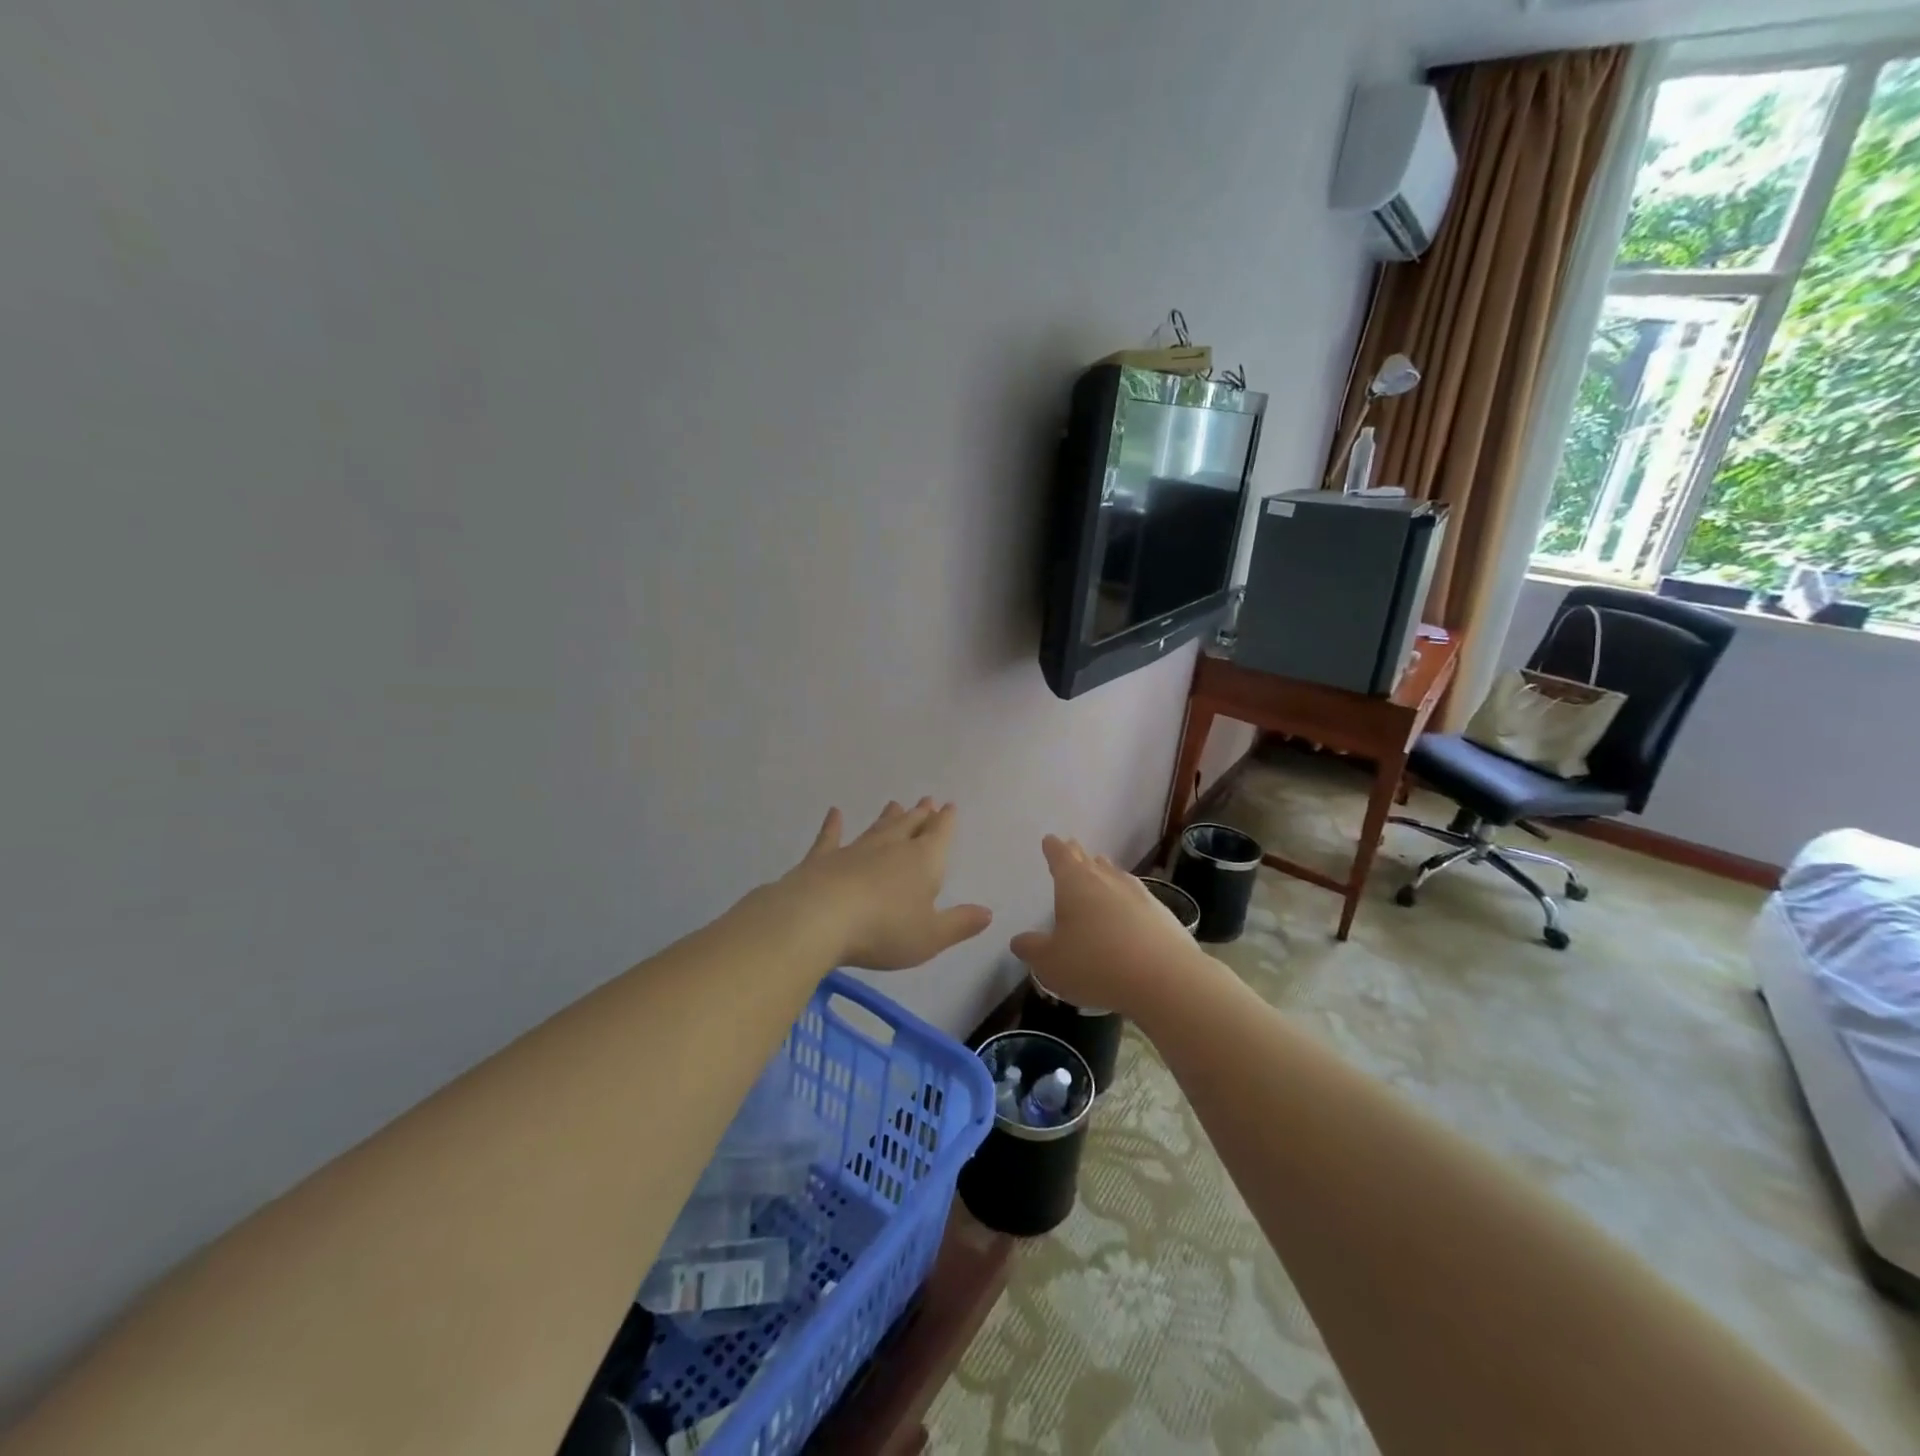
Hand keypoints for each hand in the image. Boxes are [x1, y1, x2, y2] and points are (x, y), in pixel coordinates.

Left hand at [774, 799, 992, 970]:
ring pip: (877, 828)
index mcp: (923, 862)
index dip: (946, 821)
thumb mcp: (930, 936)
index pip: (940, 835)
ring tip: (895, 803)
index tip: (949, 806)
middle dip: (920, 814)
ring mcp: (855, 850)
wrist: (819, 918)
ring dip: (888, 817)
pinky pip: (831, 837)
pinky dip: (833, 825)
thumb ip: (959, 924)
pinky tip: (834, 813)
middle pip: (910, 825)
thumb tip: (987, 912)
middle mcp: (892, 848)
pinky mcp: (823, 859)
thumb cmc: (884, 930)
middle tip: (926, 800)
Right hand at [1010, 836, 1210, 1016]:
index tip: (1050, 839)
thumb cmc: (1096, 964)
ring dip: (1104, 871)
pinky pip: (1137, 897)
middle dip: (1077, 855)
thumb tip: (1019, 940)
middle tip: (1071, 847)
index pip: (1061, 857)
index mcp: (1075, 883)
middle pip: (1089, 861)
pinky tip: (1129, 908)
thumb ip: (1032, 949)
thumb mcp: (1050, 962)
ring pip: (1115, 875)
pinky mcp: (1162, 914)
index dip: (1053, 848)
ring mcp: (1138, 894)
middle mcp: (1106, 880)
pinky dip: (1127, 898)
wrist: (1165, 978)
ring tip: (1100, 867)